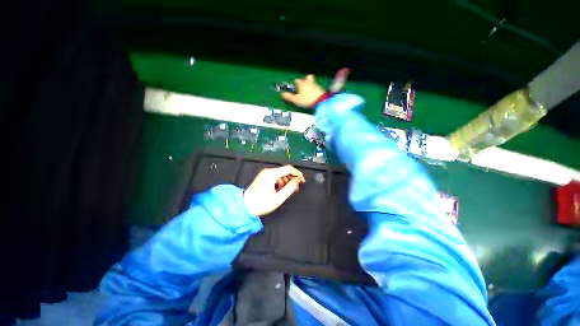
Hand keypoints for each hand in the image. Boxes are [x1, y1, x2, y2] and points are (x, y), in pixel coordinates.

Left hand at [244, 165, 305, 215]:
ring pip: (280, 174)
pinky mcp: (263, 177)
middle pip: (284, 171)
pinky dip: (280, 182)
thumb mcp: (279, 198)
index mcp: (272, 174)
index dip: (297, 174)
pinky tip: (279, 190)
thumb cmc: (261, 203)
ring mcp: (264, 174)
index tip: (302, 181)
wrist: (245, 206)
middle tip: (296, 189)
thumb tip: (297, 180)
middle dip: (292, 179)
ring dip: (286, 181)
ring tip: (287, 191)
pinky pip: (275, 177)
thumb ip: (290, 188)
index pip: (289, 168)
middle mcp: (268, 171)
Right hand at [281, 75, 325, 107]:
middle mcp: (309, 82)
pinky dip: (315, 89)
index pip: (297, 81)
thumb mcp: (296, 100)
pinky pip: (317, 87)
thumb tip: (282, 94)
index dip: (295, 83)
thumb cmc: (307, 100)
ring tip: (309, 90)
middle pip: (307, 78)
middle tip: (304, 84)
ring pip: (312, 82)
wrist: (320, 100)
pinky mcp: (321, 89)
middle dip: (305, 80)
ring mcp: (316, 85)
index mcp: (302, 84)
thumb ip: (289, 97)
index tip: (294, 86)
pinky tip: (314, 94)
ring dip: (310, 84)